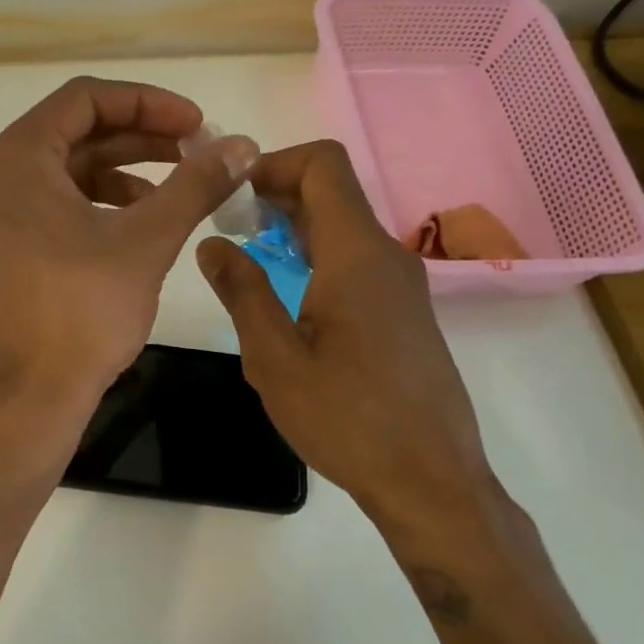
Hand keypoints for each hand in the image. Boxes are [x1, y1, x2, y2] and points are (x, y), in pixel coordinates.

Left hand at [0, 77, 256, 415]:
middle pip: (75, 135)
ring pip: (66, 175)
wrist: (27, 399)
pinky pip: (53, 209)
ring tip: (176, 191)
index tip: (196, 125)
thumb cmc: (81, 312)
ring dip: (123, 174)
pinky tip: (139, 227)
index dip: (148, 103)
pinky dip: (98, 208)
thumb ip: (195, 185)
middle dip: (140, 139)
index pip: (85, 99)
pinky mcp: (2, 254)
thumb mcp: (146, 241)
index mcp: (17, 159)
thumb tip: (242, 145)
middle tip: (195, 152)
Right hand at [196, 141, 503, 539]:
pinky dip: (317, 257)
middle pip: (332, 192)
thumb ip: (242, 291)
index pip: (323, 164)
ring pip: (344, 228)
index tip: (232, 195)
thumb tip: (212, 244)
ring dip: (294, 230)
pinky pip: (356, 260)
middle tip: (228, 229)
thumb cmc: (347, 418)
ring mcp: (401, 284)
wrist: (430, 480)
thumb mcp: (274, 358)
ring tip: (248, 261)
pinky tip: (287, 298)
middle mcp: (386, 255)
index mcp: (356, 255)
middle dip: (276, 197)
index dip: (274, 163)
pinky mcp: (405, 311)